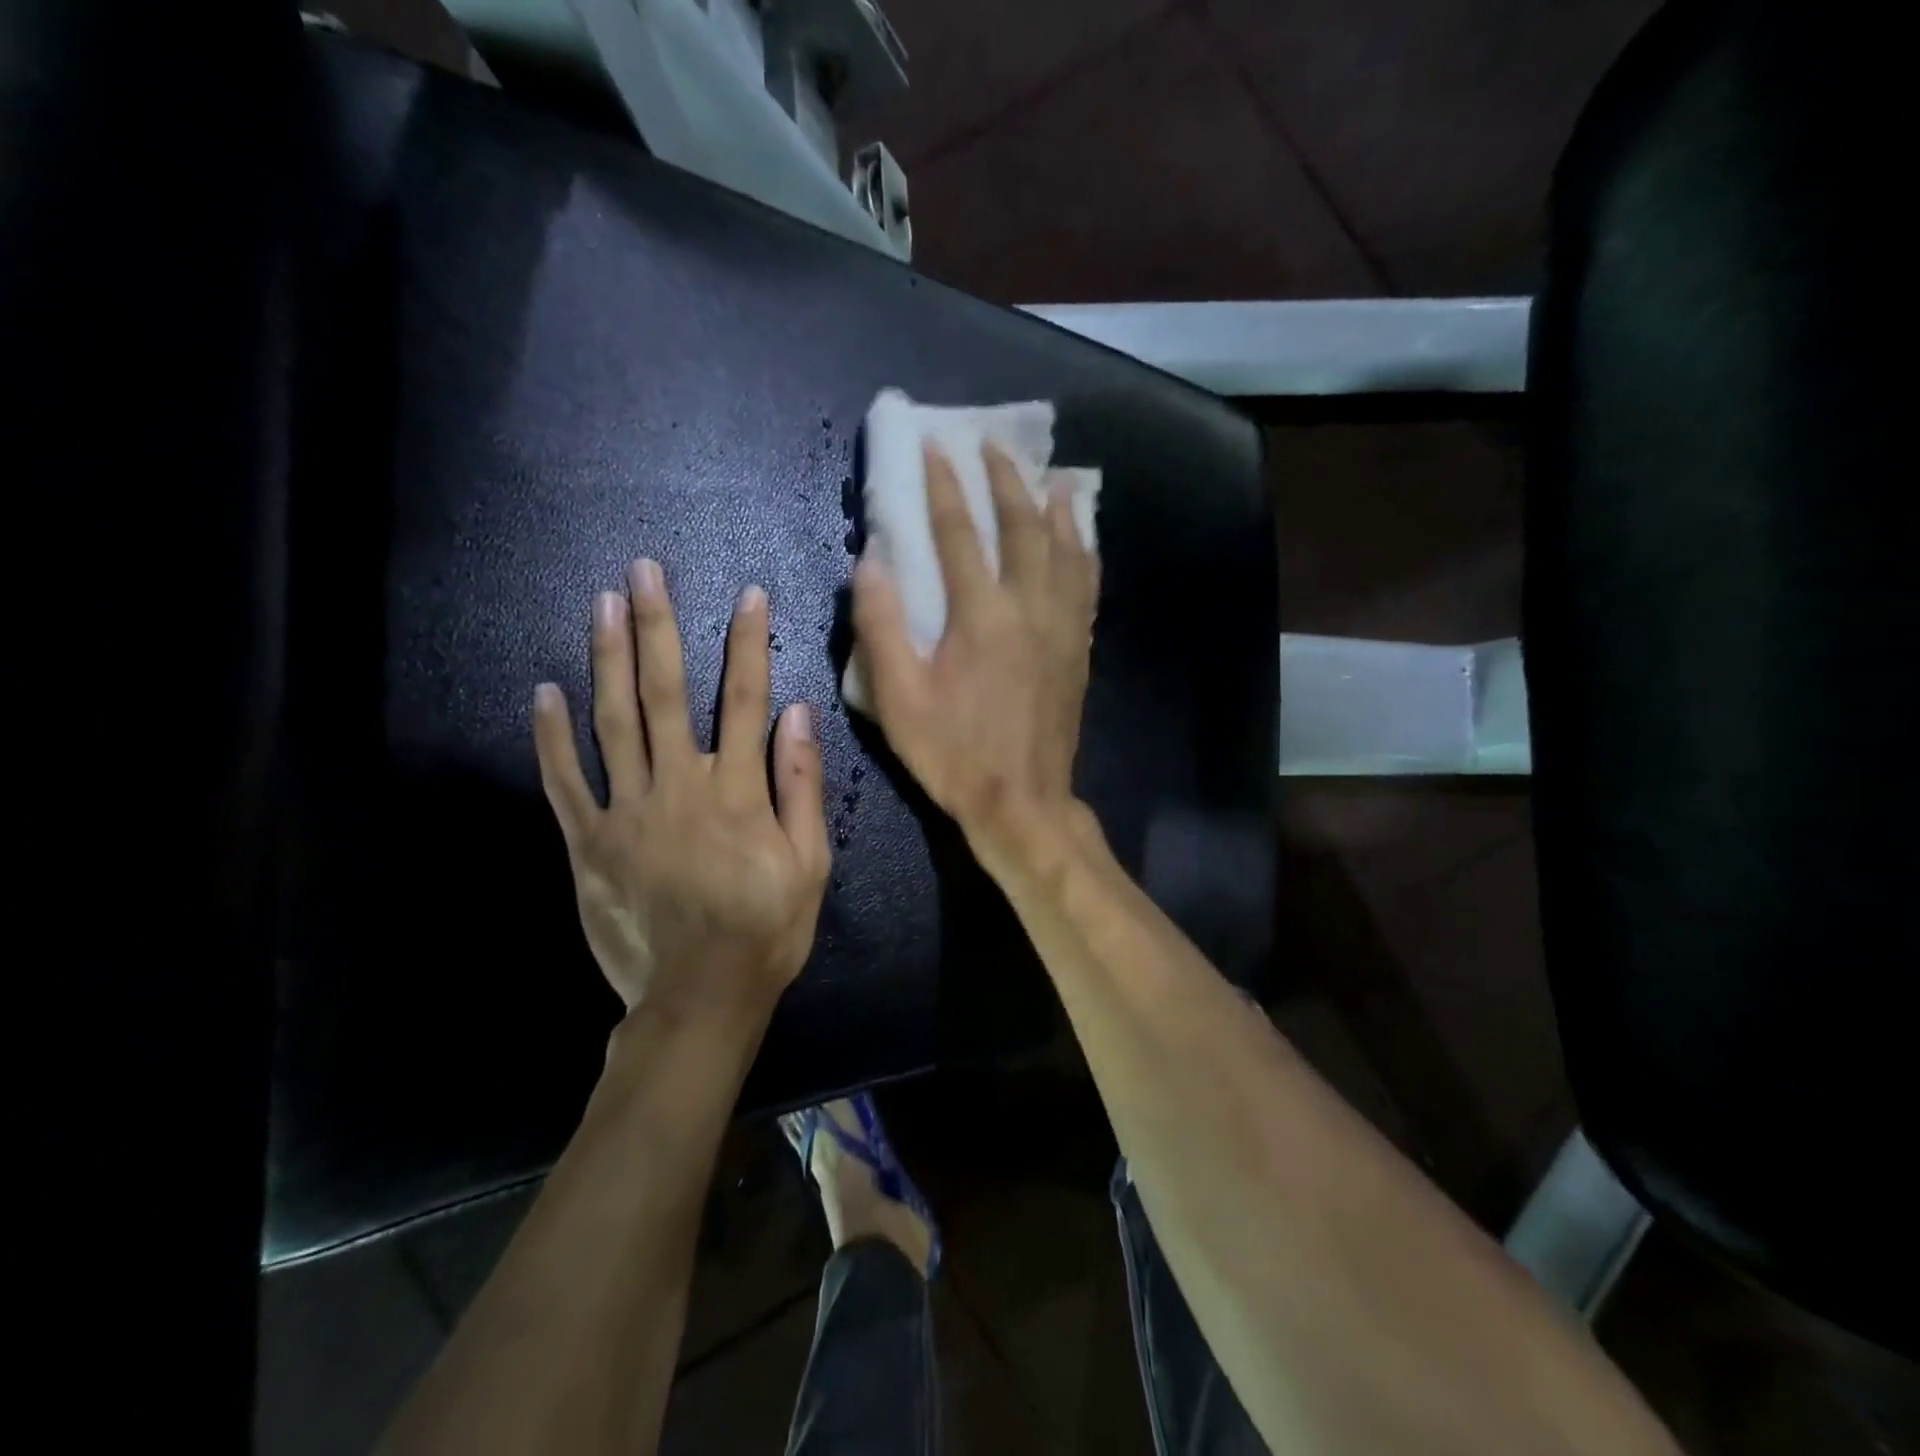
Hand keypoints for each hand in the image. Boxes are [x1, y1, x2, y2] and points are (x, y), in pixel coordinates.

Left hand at [532, 560, 829, 1015]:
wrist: (700, 996)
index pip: (745, 700)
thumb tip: (797, 714)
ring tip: (601, 604)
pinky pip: (565, 782)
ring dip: (607, 659)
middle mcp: (679, 786)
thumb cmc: (767, 928)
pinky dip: (552, 737)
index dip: (748, 644)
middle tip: (644, 571)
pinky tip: (544, 692)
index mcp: (737, 791)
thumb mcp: (811, 862)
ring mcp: (627, 812)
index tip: (747, 596)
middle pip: (666, 693)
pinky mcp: (589, 843)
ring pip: (613, 722)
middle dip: (658, 627)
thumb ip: (802, 785)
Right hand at [851, 442, 1099, 858]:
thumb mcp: (898, 697)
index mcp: (981, 616)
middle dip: (1007, 480)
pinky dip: (1085, 554)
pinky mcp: (1079, 650)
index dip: (945, 486)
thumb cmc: (953, 753)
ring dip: (1056, 508)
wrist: (1022, 802)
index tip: (937, 446)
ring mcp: (1062, 628)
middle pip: (1023, 528)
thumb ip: (881, 625)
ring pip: (1066, 551)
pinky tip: (1084, 541)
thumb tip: (870, 560)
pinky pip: (1088, 587)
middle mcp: (1030, 609)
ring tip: (1054, 476)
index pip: (960, 534)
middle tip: (995, 444)